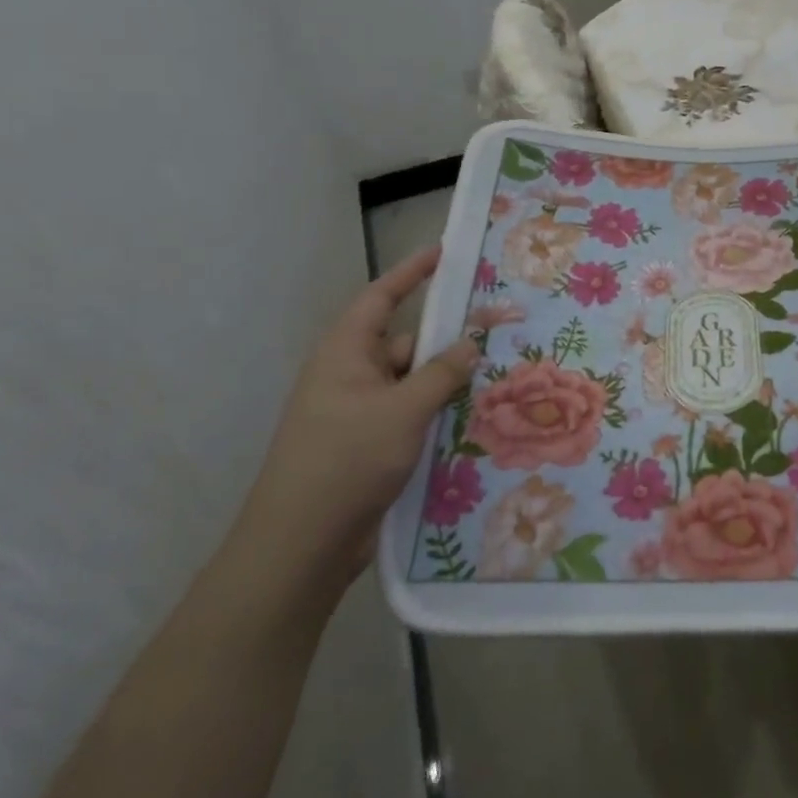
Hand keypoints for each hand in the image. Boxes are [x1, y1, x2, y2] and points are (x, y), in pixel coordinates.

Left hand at [235, 248, 477, 593]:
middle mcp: (350, 375)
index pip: (381, 297)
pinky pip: (409, 413)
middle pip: (406, 343)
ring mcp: (358, 412)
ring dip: (445, 382)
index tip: (444, 252)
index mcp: (346, 353)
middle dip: (446, 340)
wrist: (301, 545)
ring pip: (412, 382)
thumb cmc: (347, 460)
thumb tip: (470, 342)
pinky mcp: (368, 445)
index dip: (411, 272)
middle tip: (496, 334)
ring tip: (495, 380)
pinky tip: (471, 420)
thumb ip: (441, 373)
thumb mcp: (403, 410)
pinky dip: (436, 412)